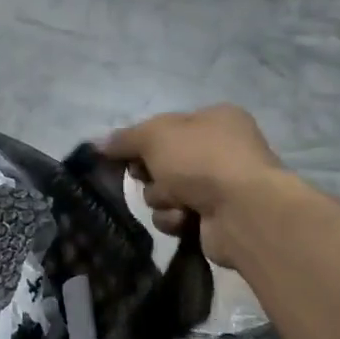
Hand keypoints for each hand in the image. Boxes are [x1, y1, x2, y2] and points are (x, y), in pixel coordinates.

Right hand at [100, 105, 289, 266]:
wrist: (243, 211)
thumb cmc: (201, 160)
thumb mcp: (154, 136)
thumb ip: (123, 138)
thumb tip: (96, 143)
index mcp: (214, 119)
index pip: (164, 127)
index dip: (141, 142)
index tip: (123, 156)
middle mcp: (220, 149)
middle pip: (160, 162)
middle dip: (151, 175)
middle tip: (151, 177)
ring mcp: (220, 185)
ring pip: (164, 192)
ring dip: (162, 199)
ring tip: (177, 202)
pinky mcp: (216, 217)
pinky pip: (177, 216)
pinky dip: (175, 218)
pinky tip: (186, 219)